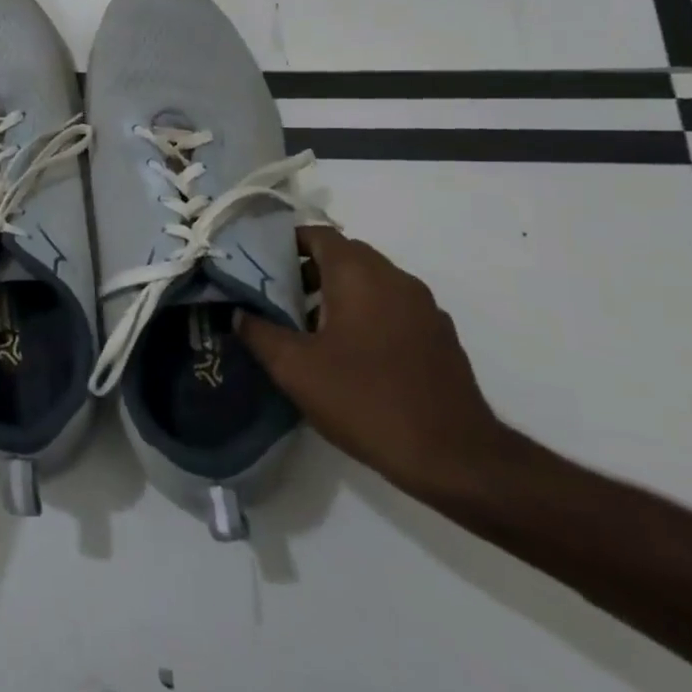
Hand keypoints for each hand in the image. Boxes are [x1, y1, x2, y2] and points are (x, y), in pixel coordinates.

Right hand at [239, 225, 512, 500]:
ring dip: (337, 292)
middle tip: (276, 297)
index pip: (317, 234)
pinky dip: (366, 313)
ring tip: (307, 327)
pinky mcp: (439, 336)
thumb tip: (237, 312)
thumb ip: (258, 332)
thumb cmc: (365, 400)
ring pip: (370, 281)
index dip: (284, 243)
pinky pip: (392, 307)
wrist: (454, 457)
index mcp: (360, 274)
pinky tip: (349, 352)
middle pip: (345, 255)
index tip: (258, 264)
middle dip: (307, 269)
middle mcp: (396, 279)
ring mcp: (424, 307)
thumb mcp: (294, 368)